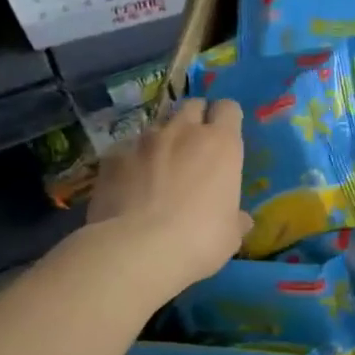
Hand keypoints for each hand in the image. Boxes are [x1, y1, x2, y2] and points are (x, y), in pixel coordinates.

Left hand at [84, 97, 251, 300]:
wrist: (137, 249)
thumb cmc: (200, 239)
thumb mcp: (230, 235)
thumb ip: (235, 218)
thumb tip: (241, 219)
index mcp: (221, 144)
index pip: (229, 108)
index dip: (227, 119)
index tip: (226, 135)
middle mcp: (184, 131)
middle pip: (193, 105)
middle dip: (196, 119)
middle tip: (195, 147)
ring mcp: (145, 140)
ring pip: (158, 125)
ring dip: (163, 140)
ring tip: (160, 167)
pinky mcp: (113, 156)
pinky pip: (126, 149)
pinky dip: (131, 161)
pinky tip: (129, 185)